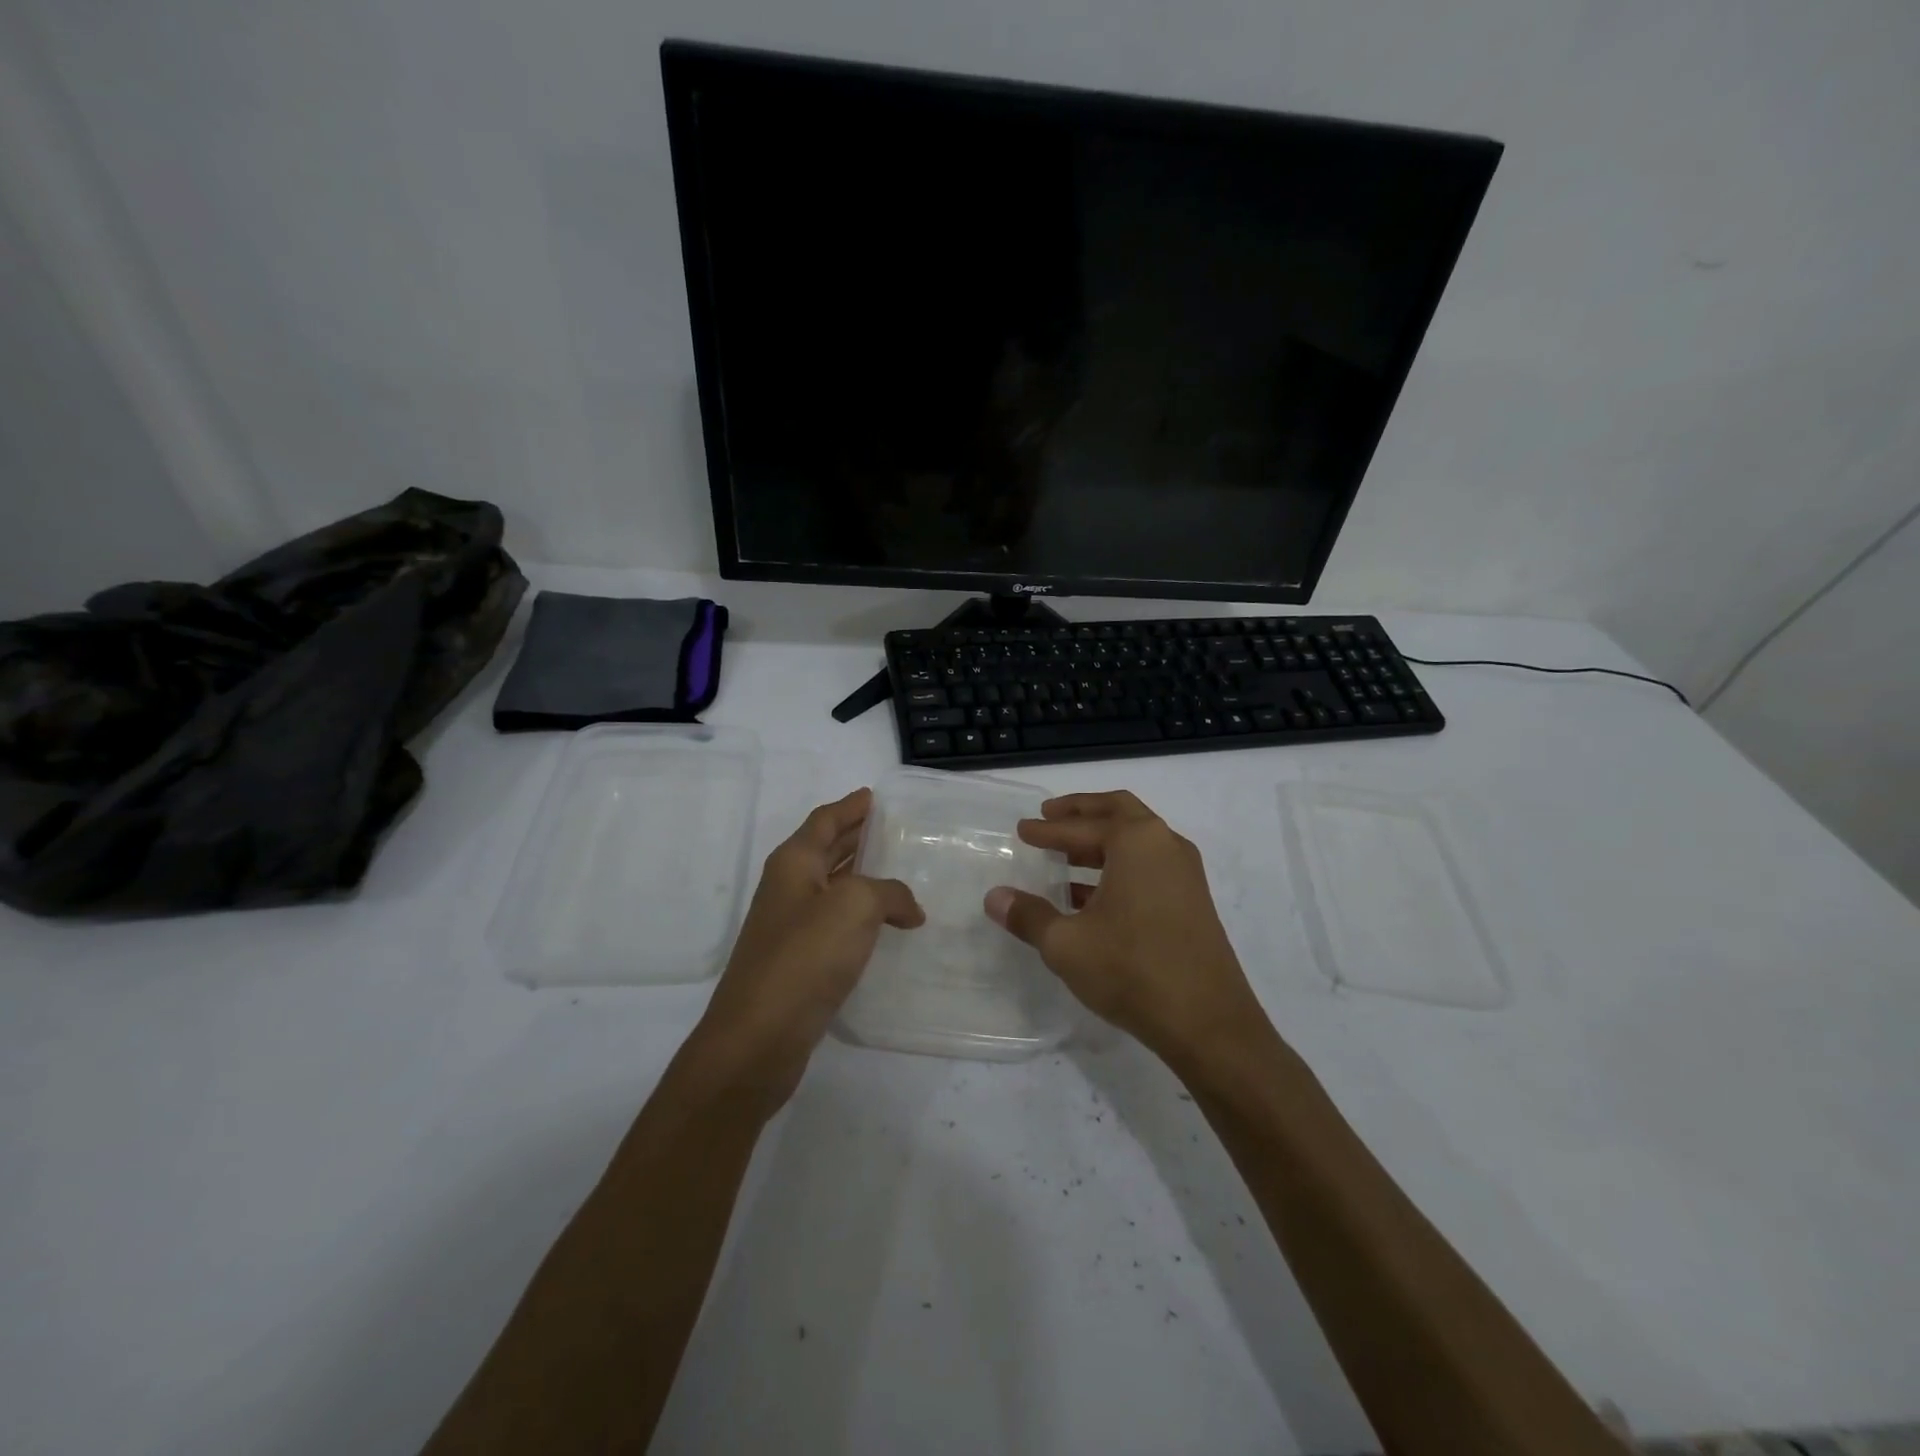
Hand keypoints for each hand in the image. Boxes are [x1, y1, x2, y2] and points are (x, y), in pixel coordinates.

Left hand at [694, 788, 923, 1111]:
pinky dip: (862, 916)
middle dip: (857, 836)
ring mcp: (791, 927)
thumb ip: (889, 893)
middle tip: (894, 829)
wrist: (758, 1038)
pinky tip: (887, 926)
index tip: (873, 796)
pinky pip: (837, 924)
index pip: (825, 820)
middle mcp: (789, 888)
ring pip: (833, 887)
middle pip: (826, 850)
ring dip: (863, 877)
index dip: (850, 806)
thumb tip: (909, 908)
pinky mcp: (800, 962)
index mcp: (794, 863)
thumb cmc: (804, 957)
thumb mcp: (855, 906)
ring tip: (901, 872)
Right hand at [983, 790, 1262, 1061]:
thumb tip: (995, 897)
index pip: (1081, 826)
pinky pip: (1148, 867)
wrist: (1209, 1023)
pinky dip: (1118, 867)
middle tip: (1049, 816)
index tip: (1022, 830)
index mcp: (1137, 842)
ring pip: (1136, 841)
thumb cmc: (1132, 970)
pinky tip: (1089, 897)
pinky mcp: (1192, 901)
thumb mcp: (1067, 944)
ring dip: (1099, 843)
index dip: (1047, 829)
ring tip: (1063, 857)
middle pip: (1118, 812)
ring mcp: (1185, 873)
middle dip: (1081, 812)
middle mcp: (1165, 845)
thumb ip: (1029, 916)